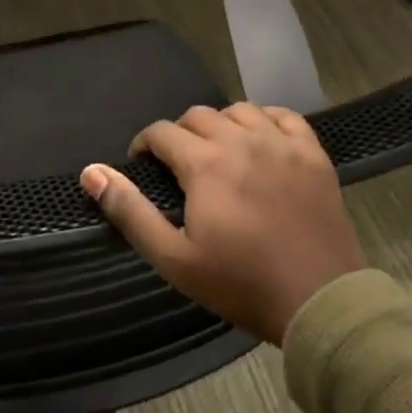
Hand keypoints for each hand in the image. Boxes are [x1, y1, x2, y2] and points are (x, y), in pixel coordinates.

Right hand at [80, 103, 362, 344]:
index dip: (144, 145)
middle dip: (179, 134)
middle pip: (198, 115)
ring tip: (218, 152)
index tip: (142, 165)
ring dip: (220, 124)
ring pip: (239, 110)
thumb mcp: (173, 258)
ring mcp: (282, 144)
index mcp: (205, 164)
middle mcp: (242, 141)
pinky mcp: (313, 155)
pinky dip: (266, 120)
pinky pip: (285, 116)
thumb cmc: (240, 283)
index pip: (162, 132)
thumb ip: (129, 211)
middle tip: (179, 167)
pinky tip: (260, 140)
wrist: (320, 302)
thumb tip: (91, 172)